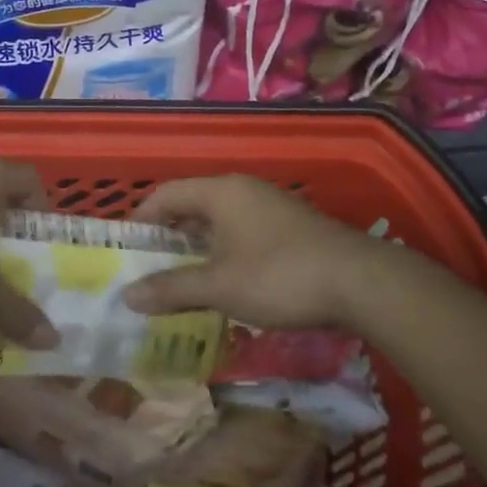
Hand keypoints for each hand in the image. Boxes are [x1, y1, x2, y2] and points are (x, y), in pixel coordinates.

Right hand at [121, 175, 402, 329]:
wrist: (360, 283)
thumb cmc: (279, 276)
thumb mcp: (219, 286)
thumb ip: (172, 288)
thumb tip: (127, 296)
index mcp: (221, 192)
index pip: (167, 194)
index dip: (141, 219)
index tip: (127, 250)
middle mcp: (244, 190)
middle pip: (192, 206)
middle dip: (168, 238)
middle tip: (148, 269)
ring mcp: (271, 207)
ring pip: (219, 222)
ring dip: (197, 249)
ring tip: (180, 280)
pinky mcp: (290, 228)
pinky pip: (242, 233)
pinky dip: (223, 254)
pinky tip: (223, 283)